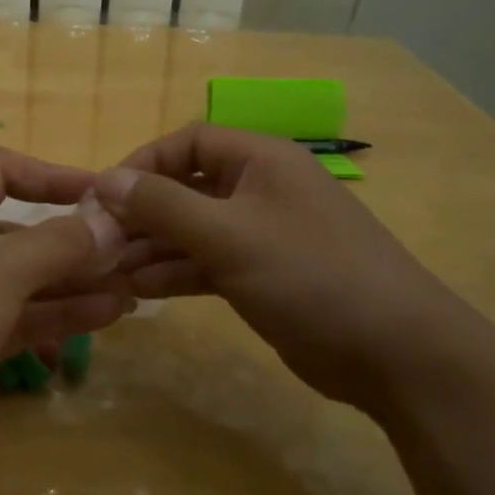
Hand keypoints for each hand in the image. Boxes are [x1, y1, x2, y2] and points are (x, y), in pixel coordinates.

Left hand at [0, 149, 129, 484]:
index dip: (50, 175)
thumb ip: (57, 243)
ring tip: (135, 283)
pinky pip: (28, 319)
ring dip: (79, 281)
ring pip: (31, 280)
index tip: (101, 191)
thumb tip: (108, 220)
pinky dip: (65, 315)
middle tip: (133, 249)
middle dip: (76, 239)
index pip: (0, 173)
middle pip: (24, 232)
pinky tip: (110, 314)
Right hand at [94, 123, 459, 409]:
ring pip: (194, 230)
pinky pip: (209, 262)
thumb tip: (106, 180)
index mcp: (260, 160)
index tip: (104, 197)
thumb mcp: (228, 235)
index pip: (187, 142)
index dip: (142, 164)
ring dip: (153, 247)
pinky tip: (141, 289)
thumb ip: (162, 205)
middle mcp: (260, 189)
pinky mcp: (264, 275)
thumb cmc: (309, 274)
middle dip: (142, 214)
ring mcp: (263, 234)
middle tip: (99, 243)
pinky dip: (177, 272)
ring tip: (110, 271)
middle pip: (187, 188)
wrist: (394, 352)